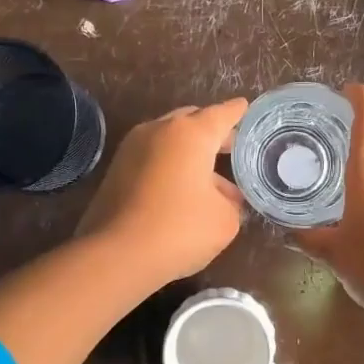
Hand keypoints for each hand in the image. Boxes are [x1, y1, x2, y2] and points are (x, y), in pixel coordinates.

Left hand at [75, 98, 248, 286]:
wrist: (116, 255)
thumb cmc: (180, 229)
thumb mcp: (225, 220)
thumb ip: (231, 201)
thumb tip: (224, 197)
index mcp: (191, 134)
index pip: (222, 114)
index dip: (238, 112)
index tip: (246, 107)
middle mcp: (159, 130)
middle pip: (192, 120)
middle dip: (212, 132)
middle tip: (232, 149)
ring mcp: (132, 148)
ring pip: (170, 140)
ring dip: (190, 153)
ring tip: (211, 179)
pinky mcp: (116, 170)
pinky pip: (153, 157)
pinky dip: (170, 165)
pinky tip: (183, 190)